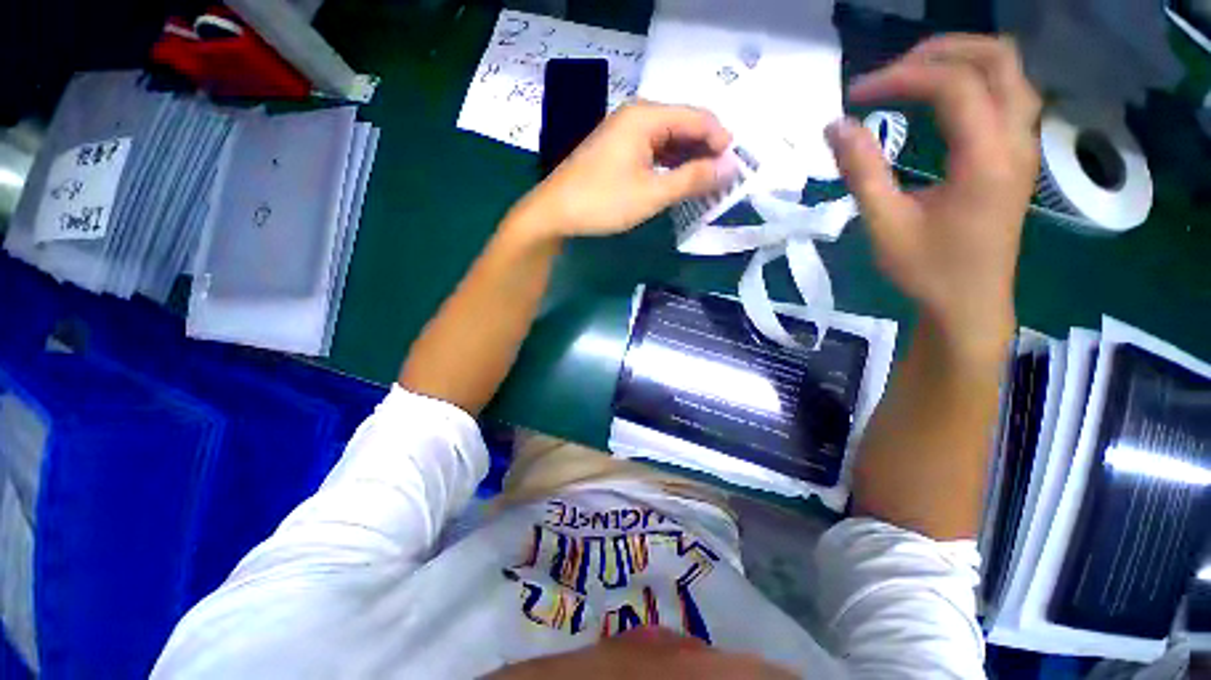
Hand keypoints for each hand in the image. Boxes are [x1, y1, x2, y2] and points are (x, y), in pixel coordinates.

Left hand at [508, 102, 731, 238]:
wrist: (555, 212)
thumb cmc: (603, 202)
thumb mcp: (652, 194)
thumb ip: (692, 179)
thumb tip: (730, 168)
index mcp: (647, 116)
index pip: (698, 118)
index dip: (721, 141)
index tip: (735, 169)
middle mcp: (637, 116)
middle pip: (684, 126)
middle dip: (705, 152)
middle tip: (722, 180)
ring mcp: (624, 132)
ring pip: (668, 140)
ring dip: (688, 160)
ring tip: (704, 185)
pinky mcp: (617, 149)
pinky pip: (653, 151)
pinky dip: (668, 166)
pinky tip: (677, 182)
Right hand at [827, 35, 1040, 351]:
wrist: (970, 302)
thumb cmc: (927, 270)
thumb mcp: (885, 225)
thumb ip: (862, 172)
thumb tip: (836, 126)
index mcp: (986, 159)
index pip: (954, 86)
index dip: (901, 77)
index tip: (855, 95)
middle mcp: (1016, 141)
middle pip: (997, 59)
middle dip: (940, 52)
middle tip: (891, 72)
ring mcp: (1024, 145)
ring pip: (1010, 71)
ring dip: (962, 60)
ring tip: (913, 76)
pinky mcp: (1018, 154)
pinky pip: (1008, 93)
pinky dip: (975, 80)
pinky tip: (942, 98)